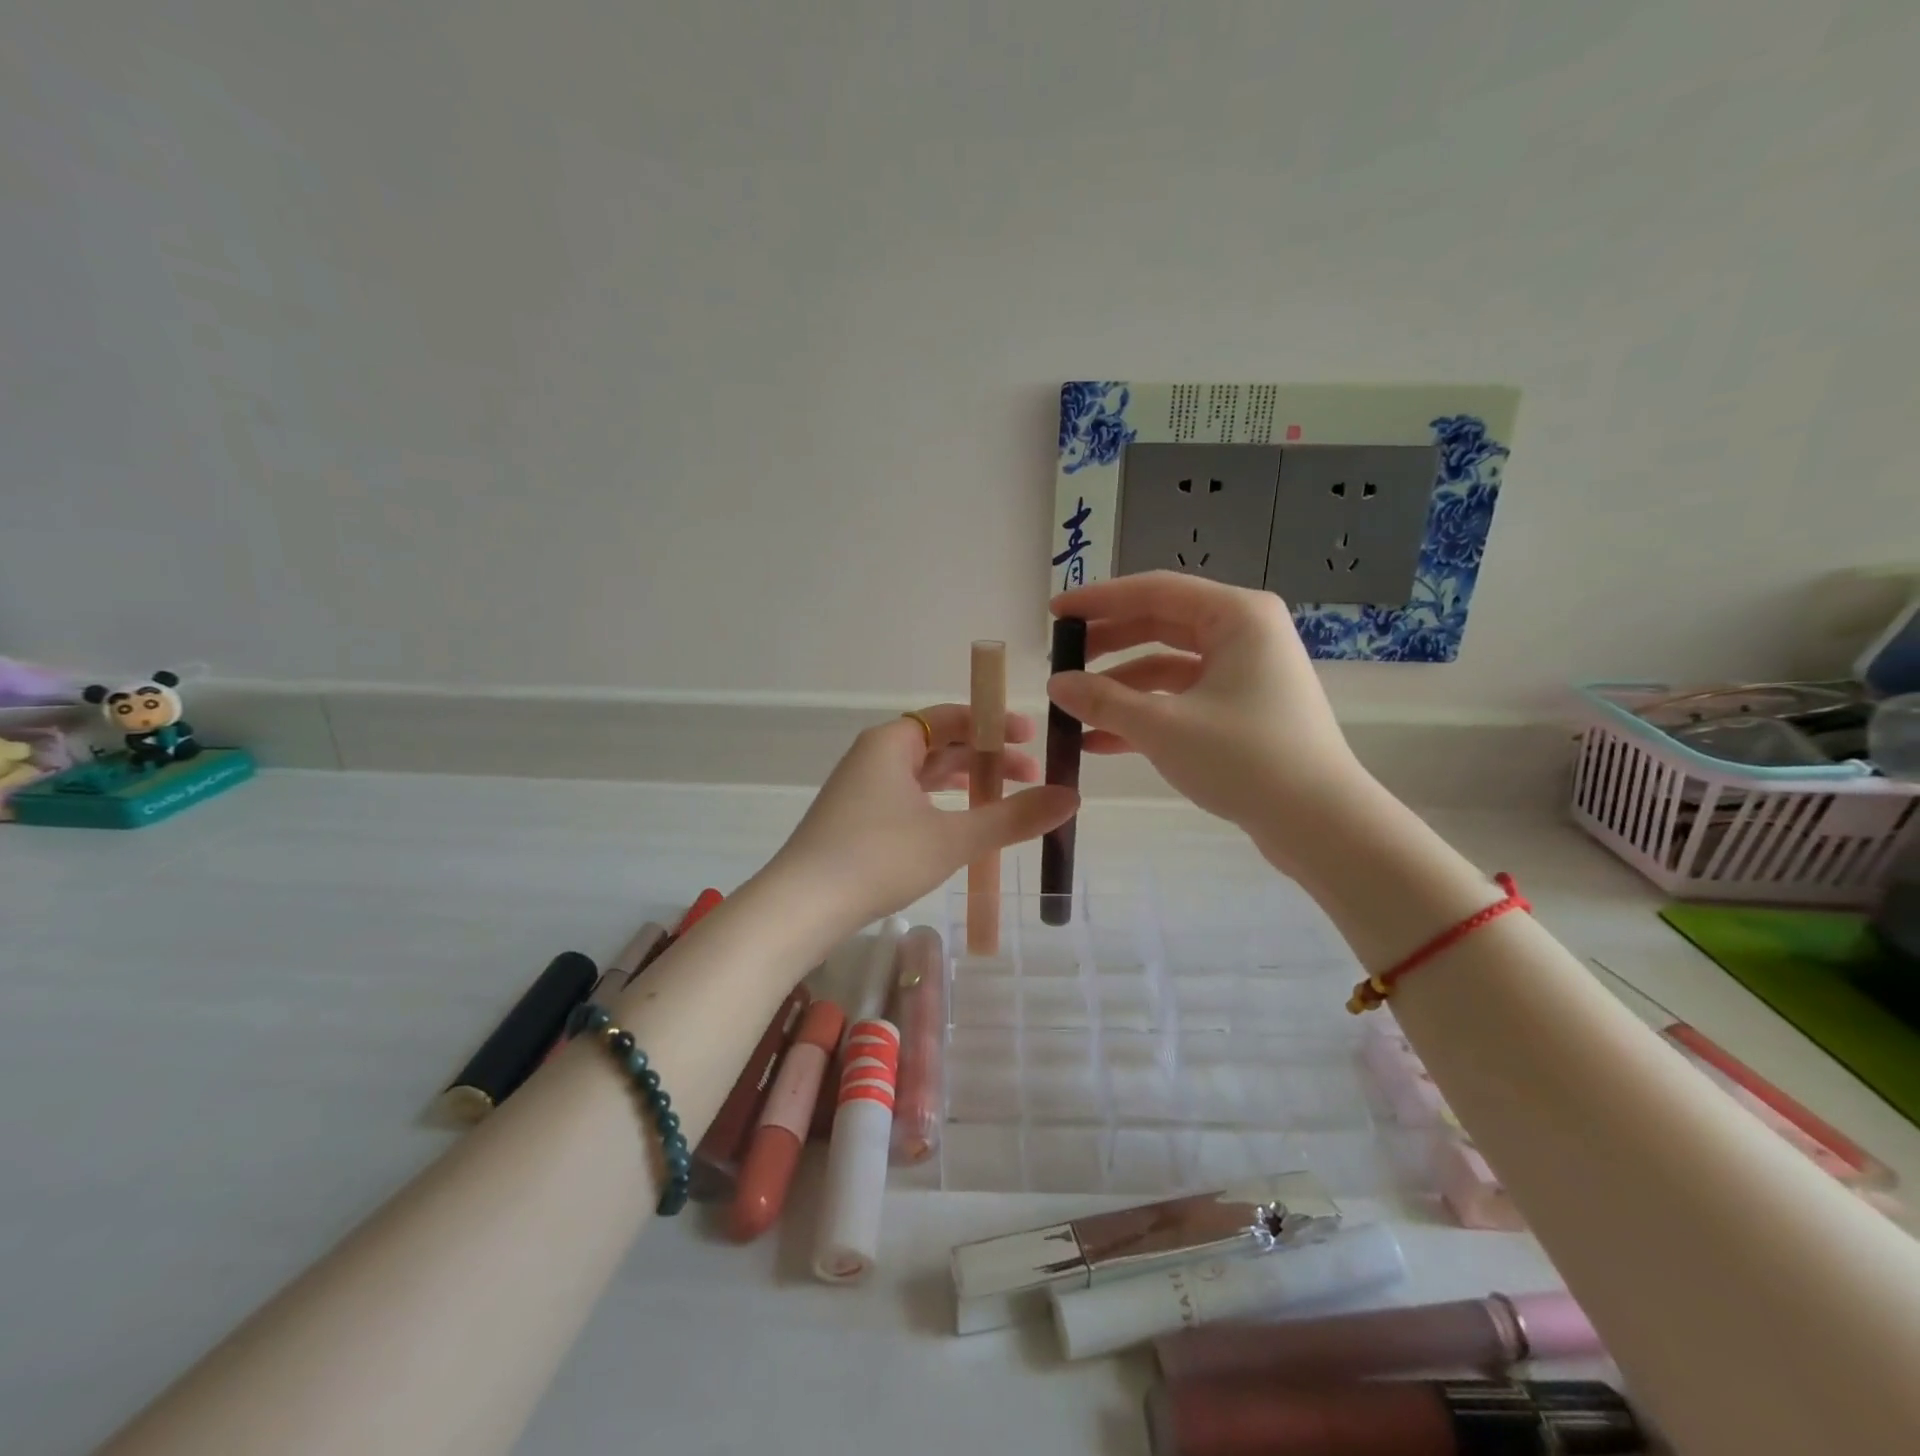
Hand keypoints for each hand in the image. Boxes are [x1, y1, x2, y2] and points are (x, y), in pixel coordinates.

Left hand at [765, 704, 1078, 933]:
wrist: (802, 906)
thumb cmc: (878, 857)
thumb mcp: (953, 838)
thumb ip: (1012, 818)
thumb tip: (1072, 798)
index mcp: (893, 742)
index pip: (952, 716)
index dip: (995, 724)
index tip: (1032, 737)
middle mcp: (874, 756)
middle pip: (940, 745)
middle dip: (987, 759)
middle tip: (1030, 778)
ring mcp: (861, 789)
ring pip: (924, 775)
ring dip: (965, 784)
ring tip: (1004, 802)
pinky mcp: (855, 820)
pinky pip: (909, 798)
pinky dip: (941, 805)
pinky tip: (960, 827)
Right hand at [1045, 572, 1369, 869]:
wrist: (1320, 824)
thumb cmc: (1244, 759)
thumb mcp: (1162, 726)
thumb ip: (1103, 701)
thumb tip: (1056, 685)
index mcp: (1236, 616)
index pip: (1154, 591)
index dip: (1098, 601)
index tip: (1055, 614)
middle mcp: (1244, 634)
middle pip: (1160, 624)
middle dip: (1107, 644)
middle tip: (1061, 661)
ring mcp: (1245, 674)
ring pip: (1168, 667)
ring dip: (1121, 687)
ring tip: (1074, 709)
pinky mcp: (1242, 711)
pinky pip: (1182, 699)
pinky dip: (1145, 714)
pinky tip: (1100, 742)